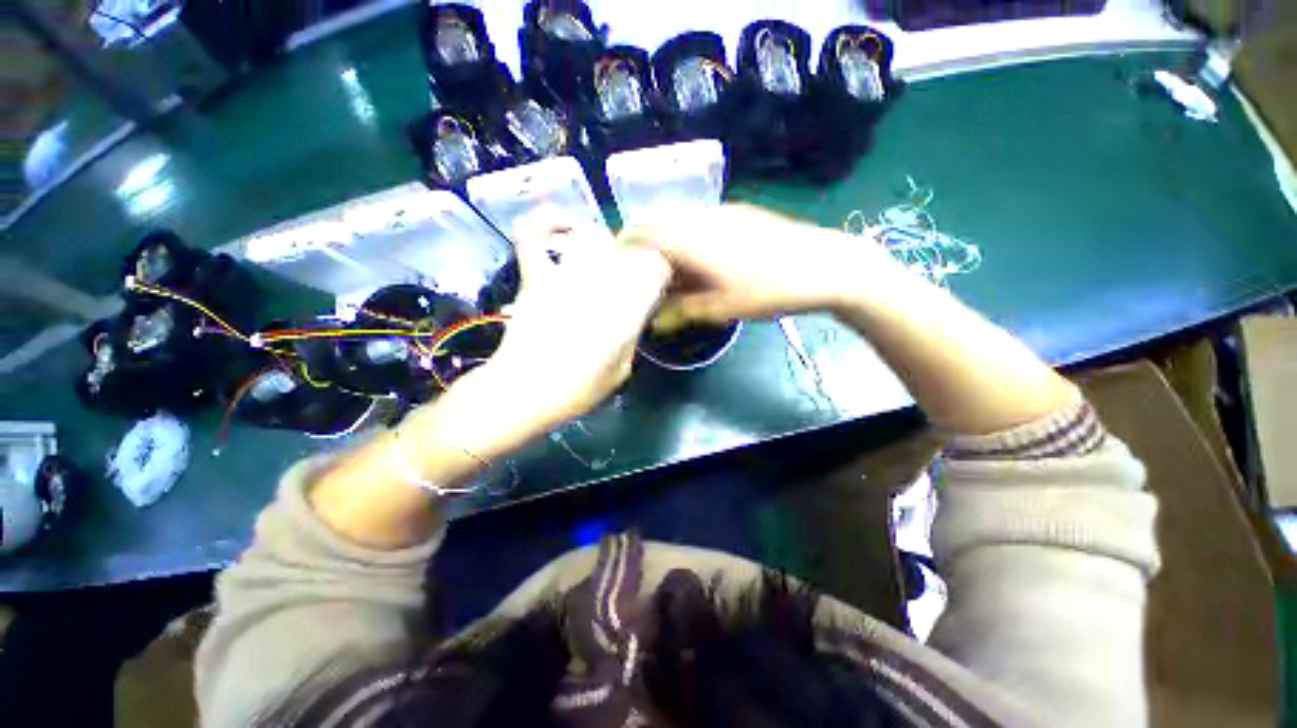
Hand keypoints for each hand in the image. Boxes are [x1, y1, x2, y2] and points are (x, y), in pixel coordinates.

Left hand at [478, 211, 671, 430]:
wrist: (525, 391)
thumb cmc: (578, 388)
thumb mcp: (622, 370)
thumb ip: (631, 338)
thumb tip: (632, 319)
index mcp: (626, 307)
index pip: (656, 269)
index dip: (662, 270)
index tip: (660, 282)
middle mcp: (600, 283)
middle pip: (628, 250)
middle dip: (637, 258)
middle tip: (633, 276)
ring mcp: (565, 275)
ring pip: (594, 239)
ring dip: (605, 244)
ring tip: (606, 256)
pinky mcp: (535, 277)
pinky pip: (535, 238)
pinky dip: (547, 223)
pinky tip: (564, 222)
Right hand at [620, 203, 897, 328]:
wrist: (822, 265)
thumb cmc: (768, 290)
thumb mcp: (721, 308)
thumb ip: (683, 311)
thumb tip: (656, 321)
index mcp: (691, 239)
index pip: (643, 231)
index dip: (624, 243)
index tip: (615, 261)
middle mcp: (702, 217)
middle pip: (658, 219)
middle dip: (641, 238)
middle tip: (637, 266)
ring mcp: (722, 211)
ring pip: (679, 216)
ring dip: (664, 234)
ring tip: (664, 263)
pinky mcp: (739, 212)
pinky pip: (699, 217)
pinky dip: (685, 232)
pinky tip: (695, 255)